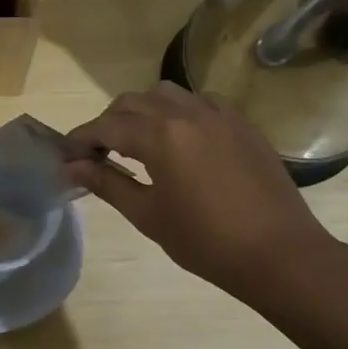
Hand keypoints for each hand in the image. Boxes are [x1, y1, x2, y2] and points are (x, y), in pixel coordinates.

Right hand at [64, 85, 347, 307]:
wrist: (280, 254)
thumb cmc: (207, 242)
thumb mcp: (148, 215)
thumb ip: (107, 184)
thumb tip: (70, 167)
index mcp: (159, 136)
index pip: (105, 127)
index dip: (81, 139)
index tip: (67, 157)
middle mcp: (185, 113)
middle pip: (131, 102)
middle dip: (108, 124)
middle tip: (99, 155)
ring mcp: (217, 113)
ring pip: (165, 94)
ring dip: (142, 112)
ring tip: (138, 144)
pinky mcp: (240, 123)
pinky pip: (198, 101)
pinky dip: (177, 112)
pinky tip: (180, 140)